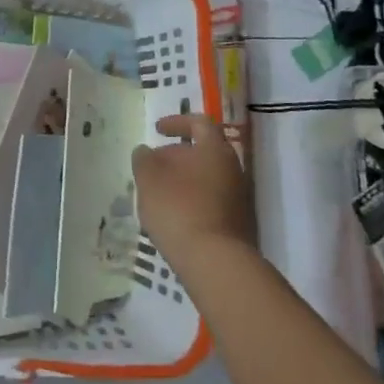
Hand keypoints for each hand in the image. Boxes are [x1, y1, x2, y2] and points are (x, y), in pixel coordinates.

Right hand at [132, 115, 255, 268]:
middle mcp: (233, 168)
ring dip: (183, 180)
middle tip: (153, 166)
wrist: (215, 261)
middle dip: (176, 155)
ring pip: (207, 177)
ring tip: (158, 193)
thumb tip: (146, 151)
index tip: (157, 130)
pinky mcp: (237, 222)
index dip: (176, 122)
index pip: (199, 123)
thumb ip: (144, 159)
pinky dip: (192, 200)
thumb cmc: (179, 209)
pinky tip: (174, 216)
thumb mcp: (149, 179)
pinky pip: (211, 200)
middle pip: (204, 151)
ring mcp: (239, 197)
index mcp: (214, 149)